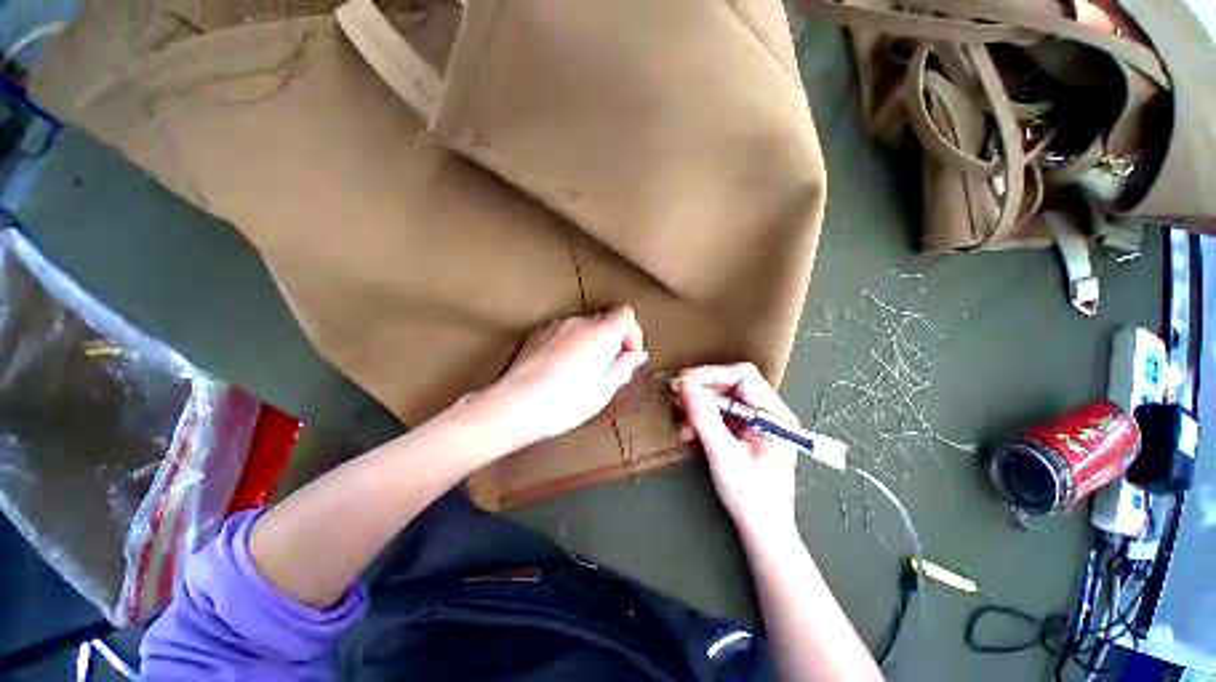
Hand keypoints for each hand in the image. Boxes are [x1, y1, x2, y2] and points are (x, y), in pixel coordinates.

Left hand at [474, 306, 647, 450]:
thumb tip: (638, 354)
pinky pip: (563, 333)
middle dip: (612, 341)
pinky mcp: (537, 333)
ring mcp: (555, 325)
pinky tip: (561, 370)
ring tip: (582, 373)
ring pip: (583, 327)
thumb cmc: (565, 402)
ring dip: (590, 343)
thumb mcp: (603, 390)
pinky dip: (571, 344)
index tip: (628, 355)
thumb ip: (624, 367)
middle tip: (607, 370)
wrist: (515, 405)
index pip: (625, 313)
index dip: (632, 332)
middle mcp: (578, 322)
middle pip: (604, 320)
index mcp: (600, 333)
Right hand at [677, 363, 798, 533]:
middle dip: (703, 392)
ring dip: (700, 408)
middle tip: (678, 400)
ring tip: (684, 424)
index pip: (744, 376)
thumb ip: (704, 417)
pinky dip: (703, 420)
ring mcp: (756, 424)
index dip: (713, 373)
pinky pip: (721, 416)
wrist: (762, 532)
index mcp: (774, 415)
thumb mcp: (723, 454)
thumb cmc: (750, 497)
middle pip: (732, 385)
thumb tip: (685, 384)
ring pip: (723, 400)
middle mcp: (768, 414)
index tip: (685, 381)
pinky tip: (691, 433)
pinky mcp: (745, 434)